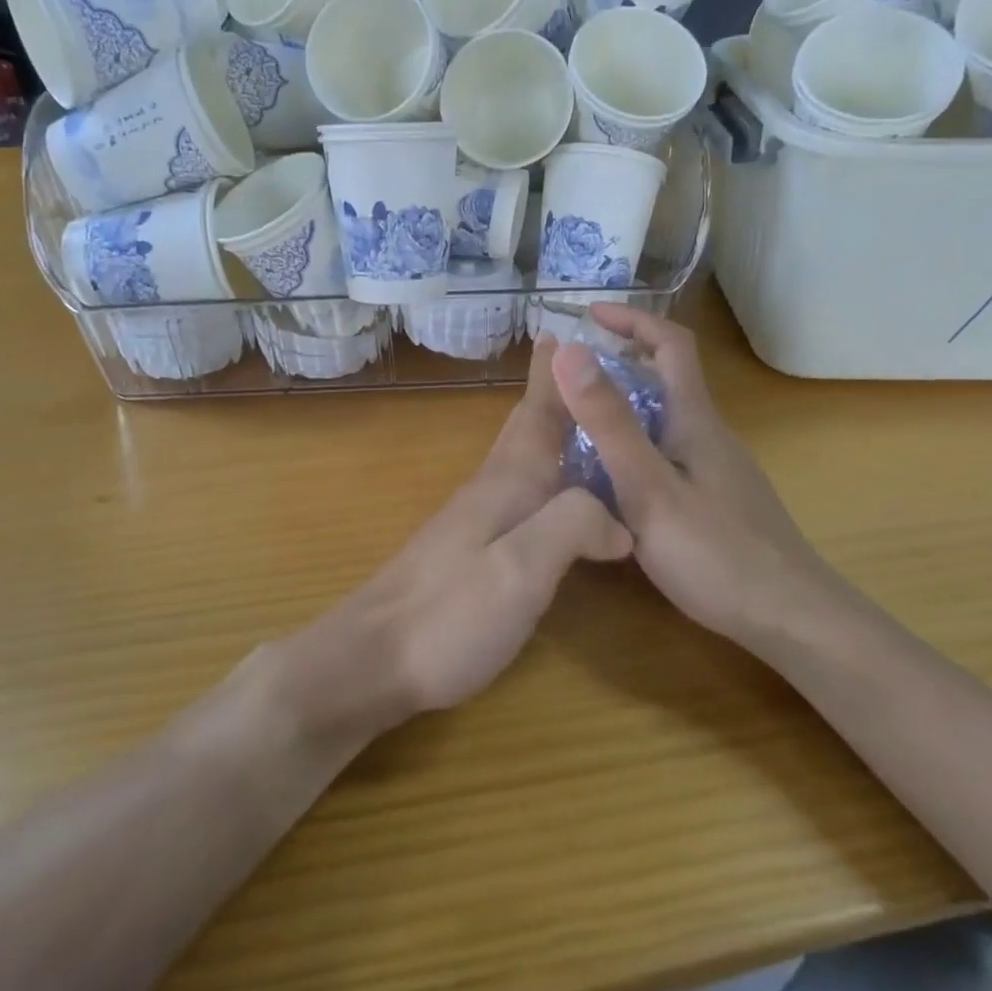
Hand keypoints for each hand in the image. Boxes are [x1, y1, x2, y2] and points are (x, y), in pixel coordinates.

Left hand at [303, 336, 632, 730]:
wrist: (372, 658)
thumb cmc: (449, 614)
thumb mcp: (521, 571)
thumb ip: (572, 527)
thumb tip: (619, 518)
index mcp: (507, 486)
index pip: (537, 417)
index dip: (552, 376)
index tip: (561, 331)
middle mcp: (489, 493)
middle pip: (522, 430)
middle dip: (546, 394)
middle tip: (566, 361)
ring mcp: (472, 522)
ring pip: (516, 460)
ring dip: (541, 429)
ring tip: (568, 417)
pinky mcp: (465, 552)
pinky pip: (512, 493)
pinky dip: (535, 474)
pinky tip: (543, 493)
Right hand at [550, 305, 833, 653]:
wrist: (791, 619)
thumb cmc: (715, 553)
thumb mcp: (648, 486)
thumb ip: (609, 422)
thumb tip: (569, 350)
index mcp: (695, 419)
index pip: (670, 342)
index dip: (631, 319)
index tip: (588, 315)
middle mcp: (710, 434)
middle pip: (669, 377)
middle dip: (622, 360)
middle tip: (572, 375)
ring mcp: (718, 469)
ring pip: (667, 418)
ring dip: (626, 406)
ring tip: (578, 426)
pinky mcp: (718, 500)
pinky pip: (670, 452)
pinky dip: (636, 445)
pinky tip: (614, 481)